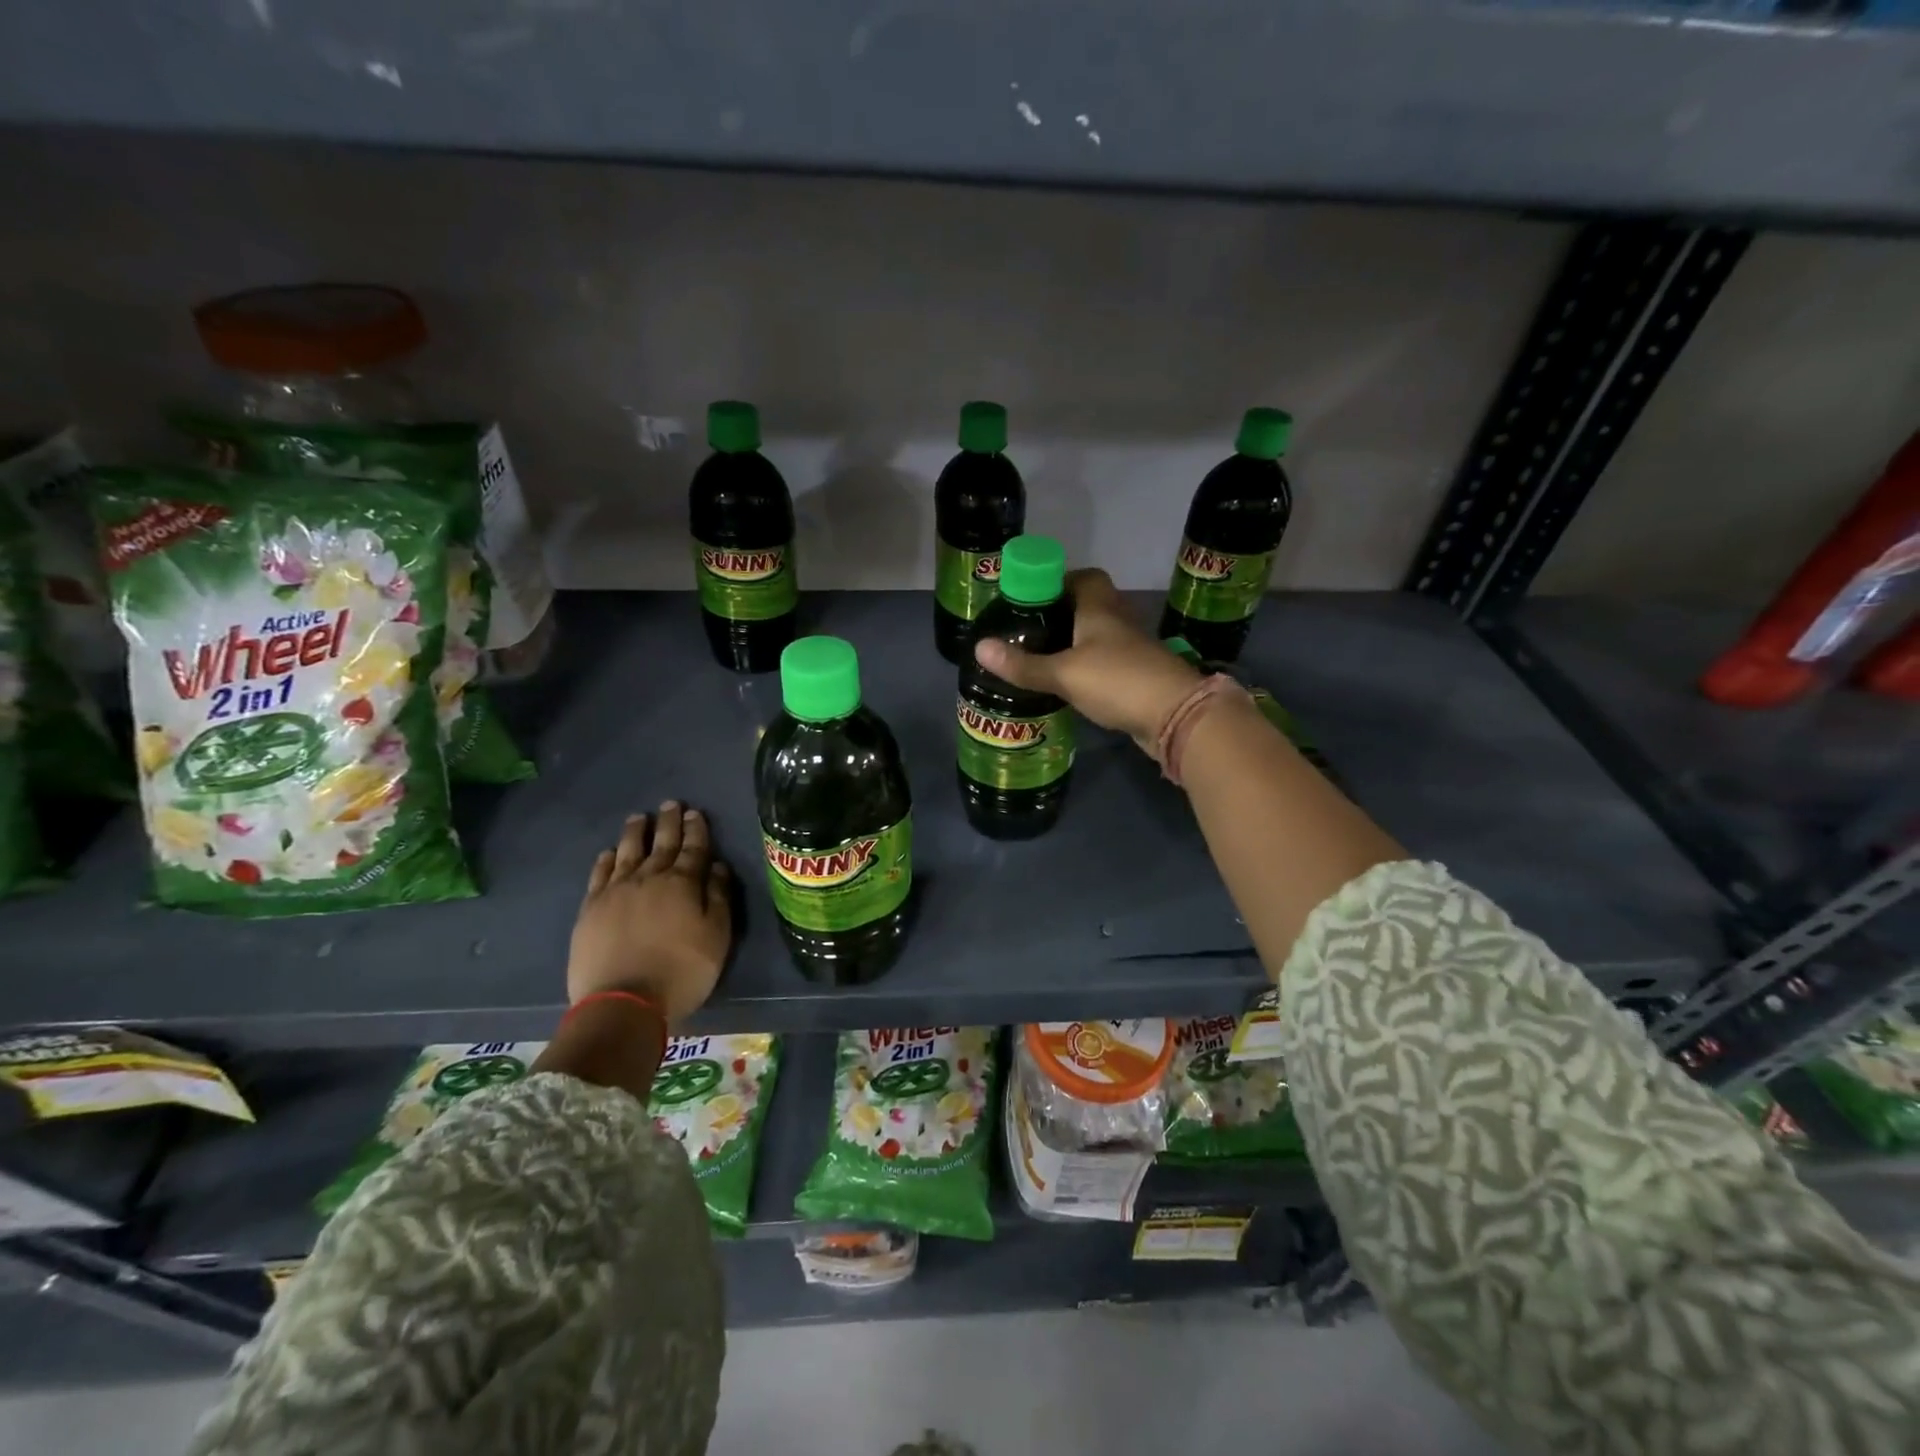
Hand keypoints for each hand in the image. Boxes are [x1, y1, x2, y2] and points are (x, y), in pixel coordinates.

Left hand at [567, 803, 732, 1024]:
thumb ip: (719, 898)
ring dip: (636, 833)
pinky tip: (610, 853)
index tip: (695, 812)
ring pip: (628, 852)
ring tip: (639, 817)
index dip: (696, 829)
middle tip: (671, 804)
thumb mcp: (717, 937)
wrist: (623, 1002)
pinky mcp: (591, 909)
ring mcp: (616, 892)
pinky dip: (607, 859)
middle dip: (668, 822)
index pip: (693, 848)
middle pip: (661, 844)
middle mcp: (649, 878)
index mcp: (683, 884)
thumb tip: (717, 866)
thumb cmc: (682, 971)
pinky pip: (599, 874)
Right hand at [973, 568, 1200, 747]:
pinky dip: (1089, 667)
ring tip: (1042, 655)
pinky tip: (1069, 683)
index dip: (1059, 580)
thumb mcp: (1063, 673)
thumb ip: (1023, 664)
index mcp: (1100, 608)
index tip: (1032, 596)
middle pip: (1090, 605)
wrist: (1176, 715)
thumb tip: (979, 647)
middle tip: (1030, 629)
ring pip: (1099, 636)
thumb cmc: (1117, 680)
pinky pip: (1107, 662)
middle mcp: (1118, 621)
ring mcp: (1132, 649)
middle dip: (1062, 613)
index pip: (1085, 577)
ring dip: (1076, 641)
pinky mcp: (1138, 676)